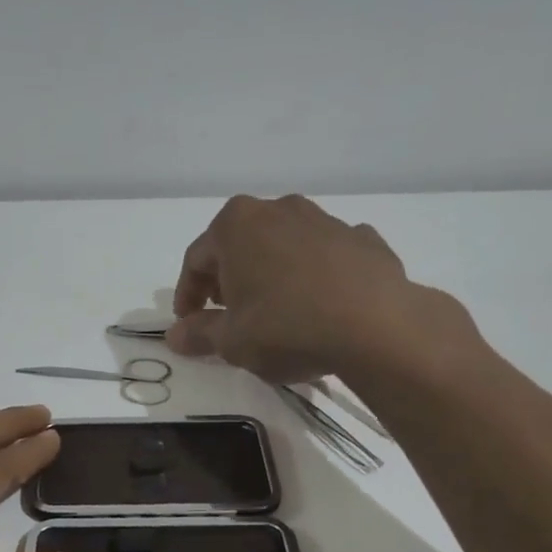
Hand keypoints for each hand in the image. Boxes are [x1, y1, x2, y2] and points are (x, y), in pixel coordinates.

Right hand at [167, 194, 480, 383]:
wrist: (377, 326)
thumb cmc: (286, 328)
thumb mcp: (232, 341)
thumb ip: (200, 334)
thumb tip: (174, 336)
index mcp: (236, 225)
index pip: (196, 259)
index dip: (187, 294)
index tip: (189, 322)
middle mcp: (278, 209)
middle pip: (239, 245)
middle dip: (228, 279)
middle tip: (227, 314)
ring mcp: (324, 219)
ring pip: (283, 246)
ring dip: (271, 274)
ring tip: (274, 311)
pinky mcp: (362, 238)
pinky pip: (324, 256)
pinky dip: (314, 275)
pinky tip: (318, 305)